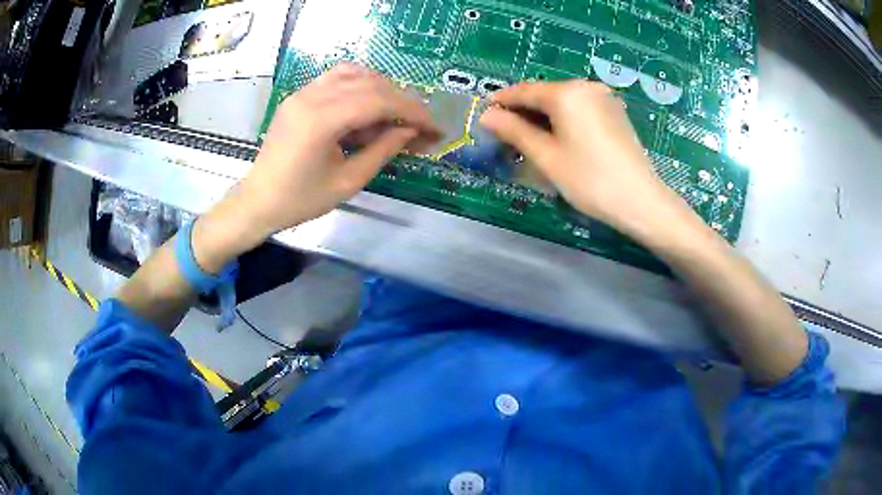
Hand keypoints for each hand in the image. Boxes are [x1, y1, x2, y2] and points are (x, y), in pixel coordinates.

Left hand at [235, 63, 438, 236]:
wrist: (258, 201)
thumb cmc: (300, 200)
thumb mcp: (348, 181)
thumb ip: (382, 150)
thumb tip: (410, 130)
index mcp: (321, 121)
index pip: (377, 101)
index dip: (411, 111)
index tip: (433, 127)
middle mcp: (311, 97)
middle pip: (369, 83)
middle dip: (401, 100)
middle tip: (419, 123)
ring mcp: (302, 93)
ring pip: (353, 73)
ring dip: (381, 88)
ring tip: (396, 112)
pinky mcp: (298, 96)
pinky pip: (335, 78)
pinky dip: (359, 84)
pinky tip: (369, 104)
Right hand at [480, 80, 690, 237]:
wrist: (641, 201)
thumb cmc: (590, 180)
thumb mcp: (547, 157)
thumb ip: (514, 131)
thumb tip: (487, 115)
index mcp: (567, 93)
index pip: (524, 90)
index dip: (502, 100)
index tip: (483, 110)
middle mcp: (586, 87)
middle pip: (545, 94)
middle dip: (523, 110)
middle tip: (504, 132)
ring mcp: (604, 98)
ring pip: (563, 102)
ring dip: (543, 116)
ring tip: (528, 138)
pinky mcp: (615, 112)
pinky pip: (580, 109)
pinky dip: (564, 119)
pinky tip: (558, 138)